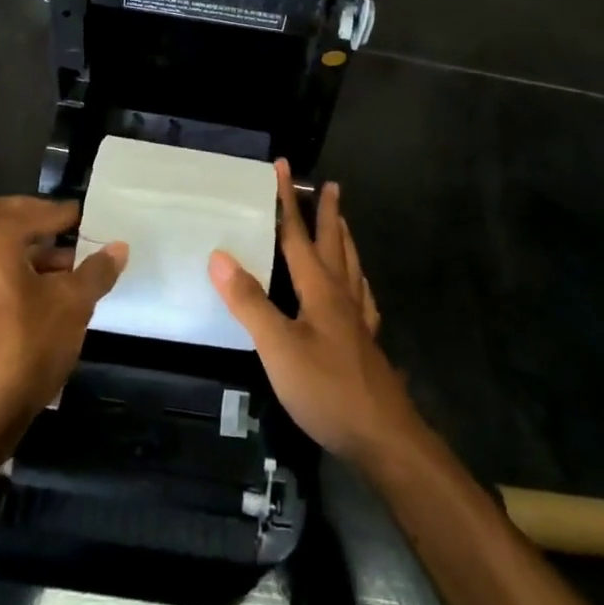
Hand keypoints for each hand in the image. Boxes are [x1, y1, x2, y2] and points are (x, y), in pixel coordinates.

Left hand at [0, 197, 127, 436]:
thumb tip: (118, 248)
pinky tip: (49, 296)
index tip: (85, 217)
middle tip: (64, 228)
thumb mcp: (73, 305)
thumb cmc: (24, 346)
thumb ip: (96, 271)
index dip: (61, 212)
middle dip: (31, 219)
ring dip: (29, 249)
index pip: (30, 210)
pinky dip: (17, 271)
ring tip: (68, 268)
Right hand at [210, 161, 418, 463]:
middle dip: (326, 213)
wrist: (383, 437)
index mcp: (320, 289)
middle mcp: (342, 296)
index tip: (283, 167)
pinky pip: (361, 298)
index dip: (288, 201)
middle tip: (330, 185)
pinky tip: (358, 288)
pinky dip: (357, 281)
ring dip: (343, 240)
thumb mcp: (278, 347)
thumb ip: (249, 302)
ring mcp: (358, 320)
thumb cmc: (326, 390)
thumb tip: (220, 255)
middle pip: (333, 243)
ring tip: (342, 223)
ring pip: (350, 267)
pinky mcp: (366, 344)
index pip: (298, 235)